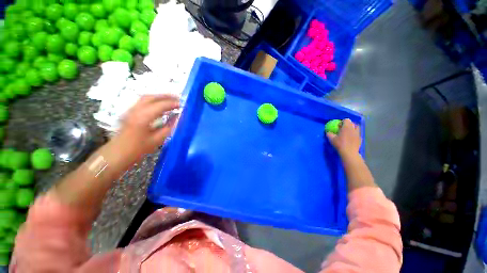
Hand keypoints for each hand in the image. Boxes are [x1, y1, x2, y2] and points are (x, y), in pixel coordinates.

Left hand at [110, 95, 179, 163]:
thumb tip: (178, 117)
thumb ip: (169, 127)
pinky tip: (160, 106)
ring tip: (171, 100)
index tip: (183, 105)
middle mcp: (136, 110)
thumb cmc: (138, 149)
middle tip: (178, 98)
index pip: (161, 105)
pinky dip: (154, 101)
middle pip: (152, 97)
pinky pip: (143, 102)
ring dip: (159, 97)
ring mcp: (131, 110)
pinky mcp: (130, 113)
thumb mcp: (157, 140)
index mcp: (143, 117)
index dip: (172, 104)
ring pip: (146, 98)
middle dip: (166, 96)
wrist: (117, 154)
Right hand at [326, 119, 361, 158]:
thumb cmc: (339, 144)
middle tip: (343, 129)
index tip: (339, 126)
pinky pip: (357, 134)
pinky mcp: (360, 139)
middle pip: (352, 123)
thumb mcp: (331, 139)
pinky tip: (351, 139)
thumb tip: (328, 132)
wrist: (349, 152)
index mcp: (347, 127)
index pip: (346, 120)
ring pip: (356, 128)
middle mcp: (353, 129)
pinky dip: (354, 135)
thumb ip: (329, 134)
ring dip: (352, 129)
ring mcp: (358, 134)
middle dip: (348, 125)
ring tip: (348, 133)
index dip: (342, 122)